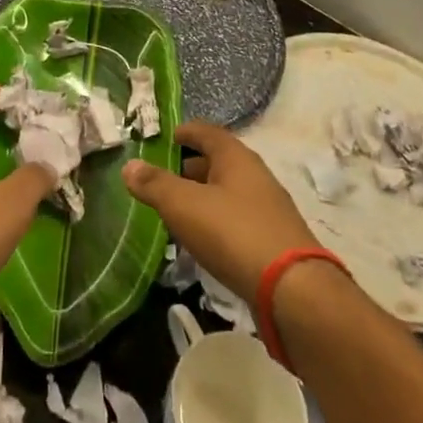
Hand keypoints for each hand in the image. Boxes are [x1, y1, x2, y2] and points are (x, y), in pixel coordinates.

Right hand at [123, 121, 319, 300]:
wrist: (293, 291)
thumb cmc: (233, 233)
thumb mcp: (184, 206)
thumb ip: (155, 184)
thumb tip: (129, 165)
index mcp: (236, 157)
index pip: (206, 132)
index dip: (185, 132)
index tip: (165, 138)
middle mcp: (255, 176)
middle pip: (218, 163)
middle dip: (189, 168)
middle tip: (161, 180)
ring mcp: (268, 209)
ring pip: (227, 193)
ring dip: (202, 197)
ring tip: (175, 211)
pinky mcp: (273, 240)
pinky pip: (236, 220)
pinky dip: (216, 222)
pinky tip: (202, 240)